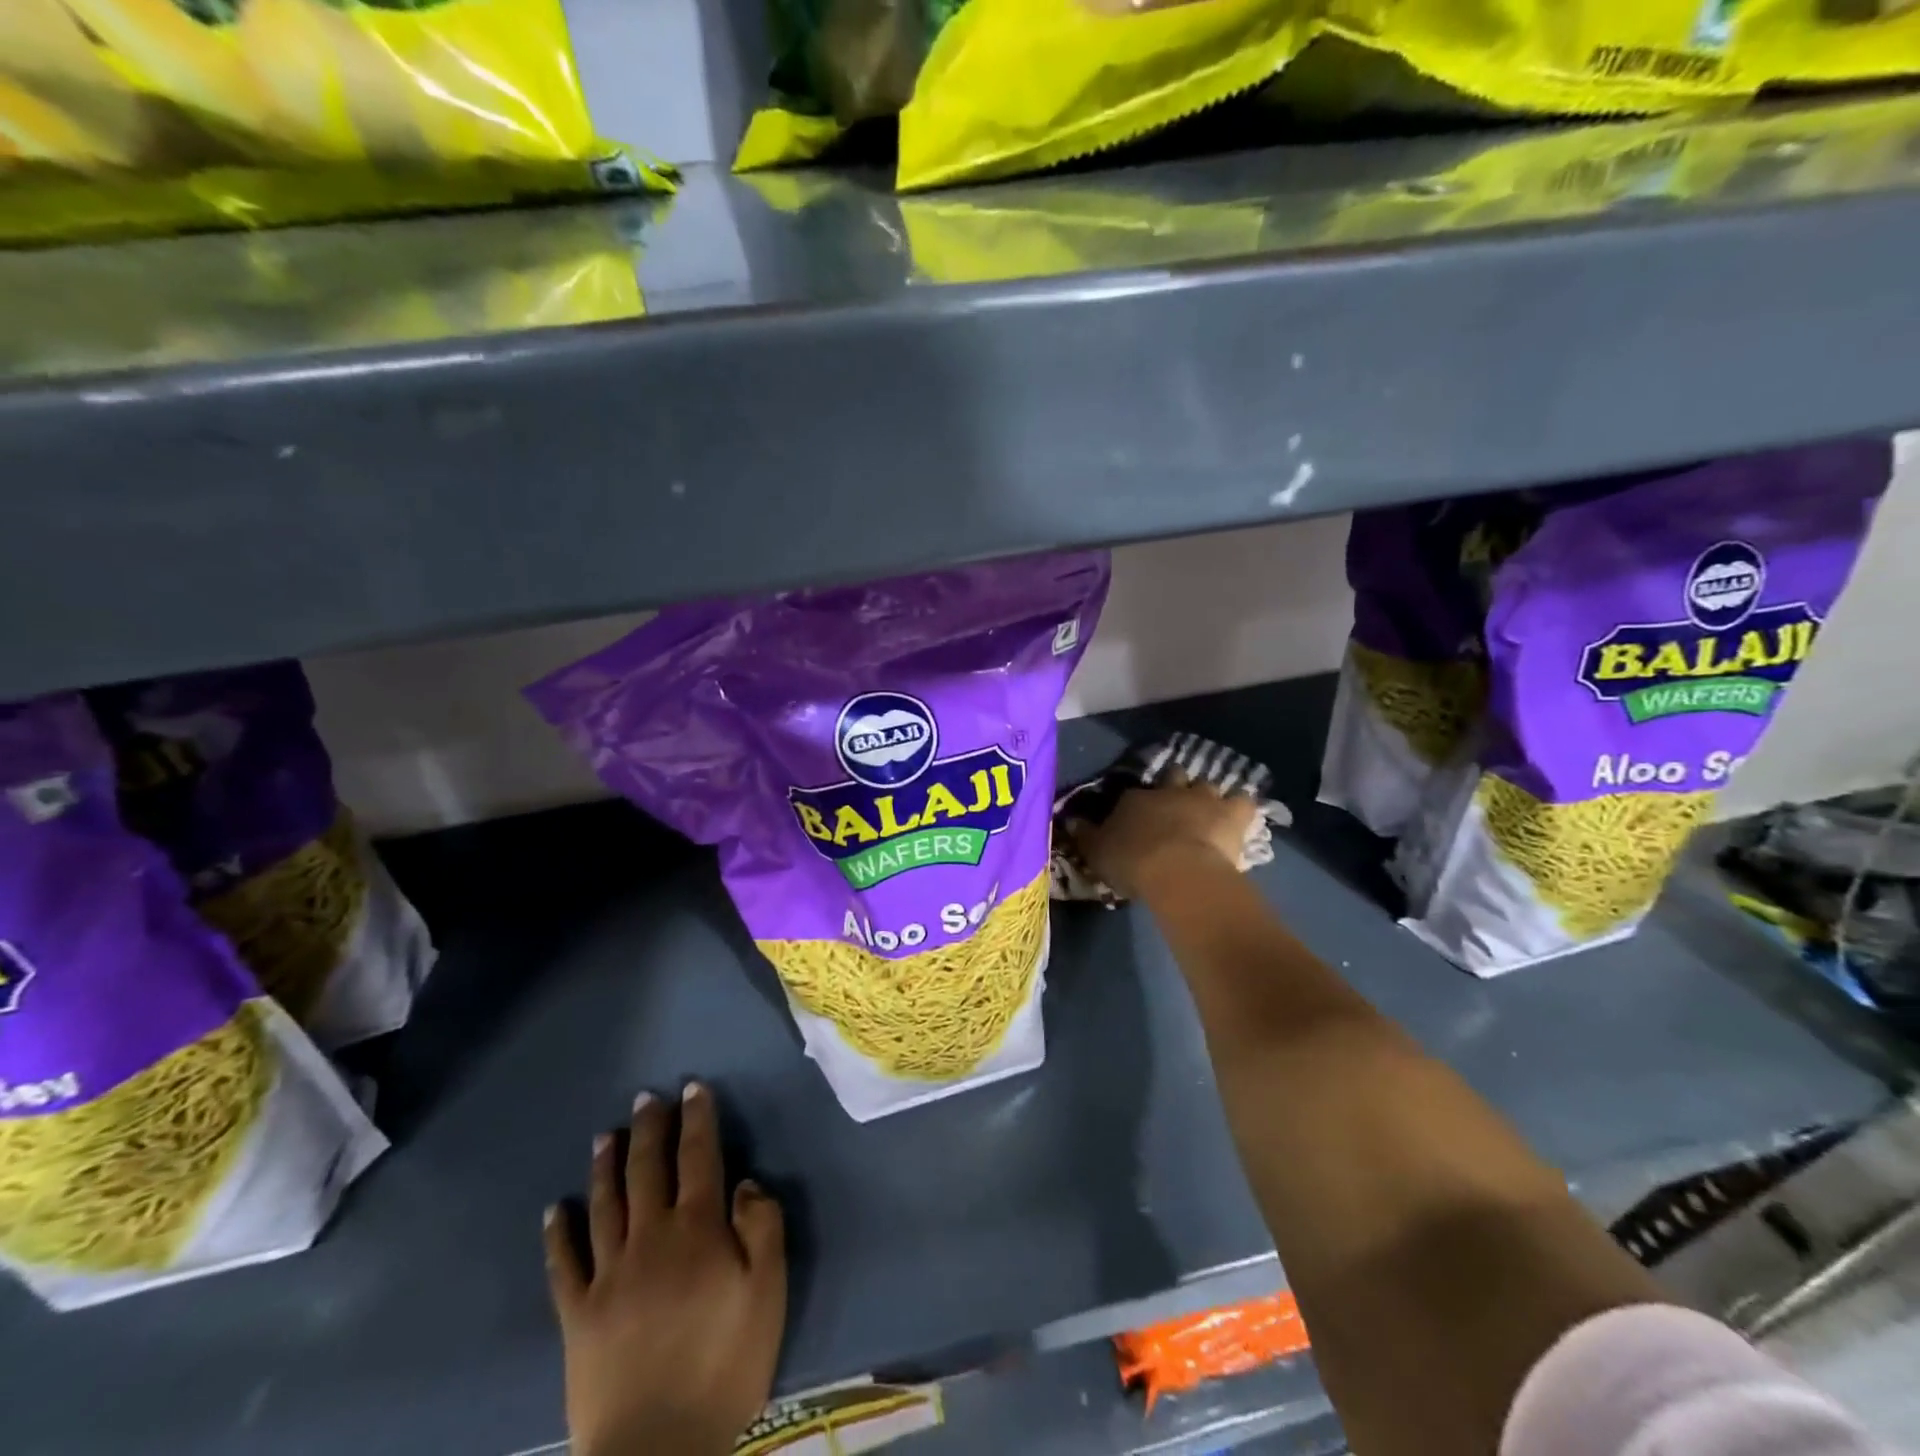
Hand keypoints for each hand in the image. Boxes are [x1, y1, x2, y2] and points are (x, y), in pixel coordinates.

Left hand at [545, 1083, 787, 1455]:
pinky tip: (554, 1210)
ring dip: (605, 1166)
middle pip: (648, 1170)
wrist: (657, 1451)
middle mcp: (650, 1238)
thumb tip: (746, 1182)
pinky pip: (564, 1265)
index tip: (693, 1088)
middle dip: (649, 1129)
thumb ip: (762, 1229)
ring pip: (605, 1205)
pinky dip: (558, 1235)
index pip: (698, 1157)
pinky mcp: (578, 1316)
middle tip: (646, 1098)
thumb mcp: (768, 1294)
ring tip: (604, 1136)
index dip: (697, 1119)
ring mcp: (608, 1276)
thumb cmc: (724, 1366)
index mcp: (697, 1230)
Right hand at [1073, 777, 1259, 899]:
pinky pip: (1243, 802)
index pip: (1132, 794)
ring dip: (1207, 796)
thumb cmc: (1132, 861)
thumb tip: (1072, 820)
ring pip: (1207, 785)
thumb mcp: (1096, 852)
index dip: (1135, 804)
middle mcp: (1169, 790)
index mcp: (1135, 798)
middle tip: (1174, 805)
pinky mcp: (1232, 814)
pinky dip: (1241, 806)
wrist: (1178, 871)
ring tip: (1207, 811)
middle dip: (1174, 785)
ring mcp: (1203, 799)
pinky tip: (1240, 815)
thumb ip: (1084, 835)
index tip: (1134, 817)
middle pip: (1173, 777)